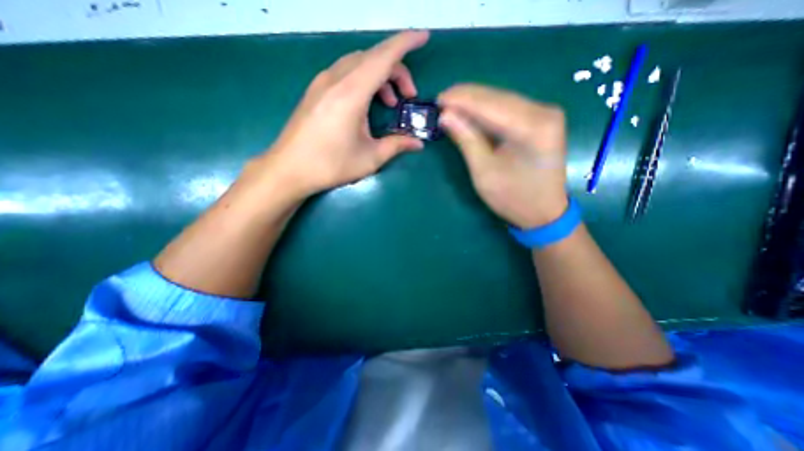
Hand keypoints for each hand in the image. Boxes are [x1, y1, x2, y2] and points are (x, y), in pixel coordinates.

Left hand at [261, 30, 429, 196]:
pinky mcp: (315, 90)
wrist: (289, 169)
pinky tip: (366, 104)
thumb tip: (418, 143)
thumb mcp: (370, 158)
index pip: (384, 57)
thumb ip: (396, 146)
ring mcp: (322, 82)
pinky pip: (345, 72)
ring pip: (358, 63)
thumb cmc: (331, 165)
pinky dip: (363, 80)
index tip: (424, 37)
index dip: (406, 43)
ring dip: (379, 76)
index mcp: (351, 93)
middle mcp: (336, 79)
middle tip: (408, 96)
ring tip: (389, 103)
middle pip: (373, 57)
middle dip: (397, 70)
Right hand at [433, 83, 571, 229]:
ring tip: (450, 106)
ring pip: (502, 100)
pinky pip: (508, 109)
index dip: (461, 99)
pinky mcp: (540, 120)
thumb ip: (466, 140)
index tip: (437, 99)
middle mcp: (543, 112)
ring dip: (474, 102)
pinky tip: (470, 113)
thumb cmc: (513, 198)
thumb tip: (446, 115)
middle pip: (497, 97)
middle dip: (466, 98)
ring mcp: (544, 114)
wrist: (543, 212)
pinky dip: (486, 111)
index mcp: (532, 128)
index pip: (490, 104)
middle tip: (440, 102)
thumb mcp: (484, 172)